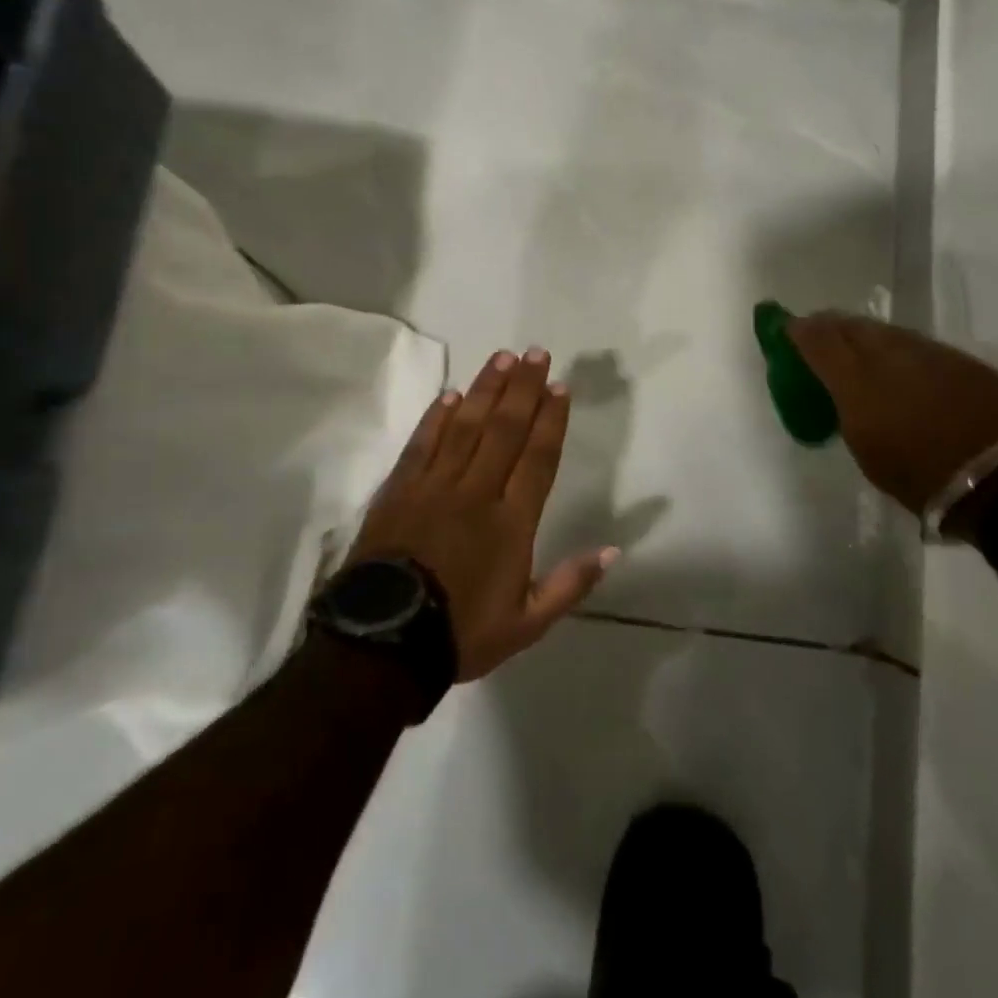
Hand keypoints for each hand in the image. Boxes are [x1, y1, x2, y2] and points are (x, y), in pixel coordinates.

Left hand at [349, 347, 618, 680]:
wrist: (384, 644)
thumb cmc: (461, 632)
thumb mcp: (527, 624)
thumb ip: (571, 584)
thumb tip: (613, 550)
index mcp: (511, 522)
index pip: (537, 459)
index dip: (550, 420)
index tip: (559, 386)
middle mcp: (477, 492)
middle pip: (505, 430)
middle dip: (523, 389)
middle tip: (535, 353)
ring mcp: (435, 487)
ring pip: (466, 427)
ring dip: (486, 390)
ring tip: (502, 358)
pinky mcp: (400, 490)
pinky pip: (423, 444)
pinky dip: (437, 417)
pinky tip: (451, 394)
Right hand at [788, 313, 997, 519]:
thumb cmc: (922, 477)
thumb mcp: (867, 450)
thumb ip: (849, 411)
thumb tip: (848, 394)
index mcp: (857, 381)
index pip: (818, 339)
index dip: (799, 330)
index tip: (788, 328)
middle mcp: (889, 355)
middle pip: (851, 325)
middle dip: (831, 326)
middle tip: (821, 335)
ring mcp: (928, 352)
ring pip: (886, 331)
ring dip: (867, 336)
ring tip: (860, 349)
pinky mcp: (960, 359)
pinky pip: (917, 345)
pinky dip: (900, 350)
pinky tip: (903, 366)